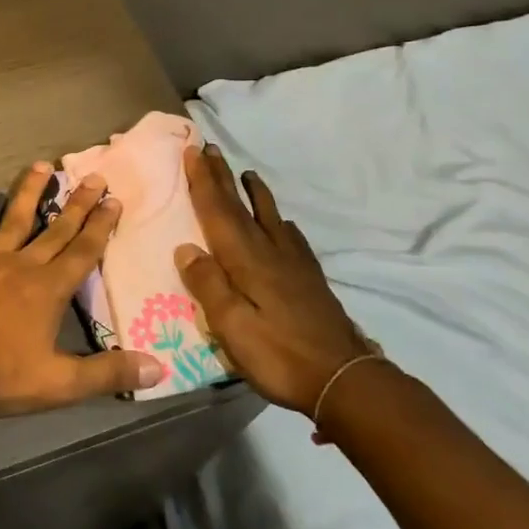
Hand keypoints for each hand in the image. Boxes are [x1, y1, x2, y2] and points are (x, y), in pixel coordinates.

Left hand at [0, 162, 164, 415]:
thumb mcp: (60, 384)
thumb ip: (108, 373)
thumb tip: (160, 368)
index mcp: (49, 289)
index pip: (83, 251)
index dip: (101, 225)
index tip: (114, 200)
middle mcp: (23, 265)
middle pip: (56, 229)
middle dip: (77, 203)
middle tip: (94, 176)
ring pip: (15, 219)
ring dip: (31, 192)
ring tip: (43, 165)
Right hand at [174, 144, 370, 416]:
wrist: (343, 379)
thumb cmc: (279, 355)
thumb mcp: (233, 327)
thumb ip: (209, 286)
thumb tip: (186, 248)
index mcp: (246, 261)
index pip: (219, 212)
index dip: (203, 182)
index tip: (193, 150)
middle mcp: (269, 252)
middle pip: (241, 208)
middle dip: (223, 178)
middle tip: (211, 149)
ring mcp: (294, 265)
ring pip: (270, 217)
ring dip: (254, 193)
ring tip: (249, 175)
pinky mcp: (310, 280)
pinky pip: (292, 238)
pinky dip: (282, 222)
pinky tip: (285, 224)